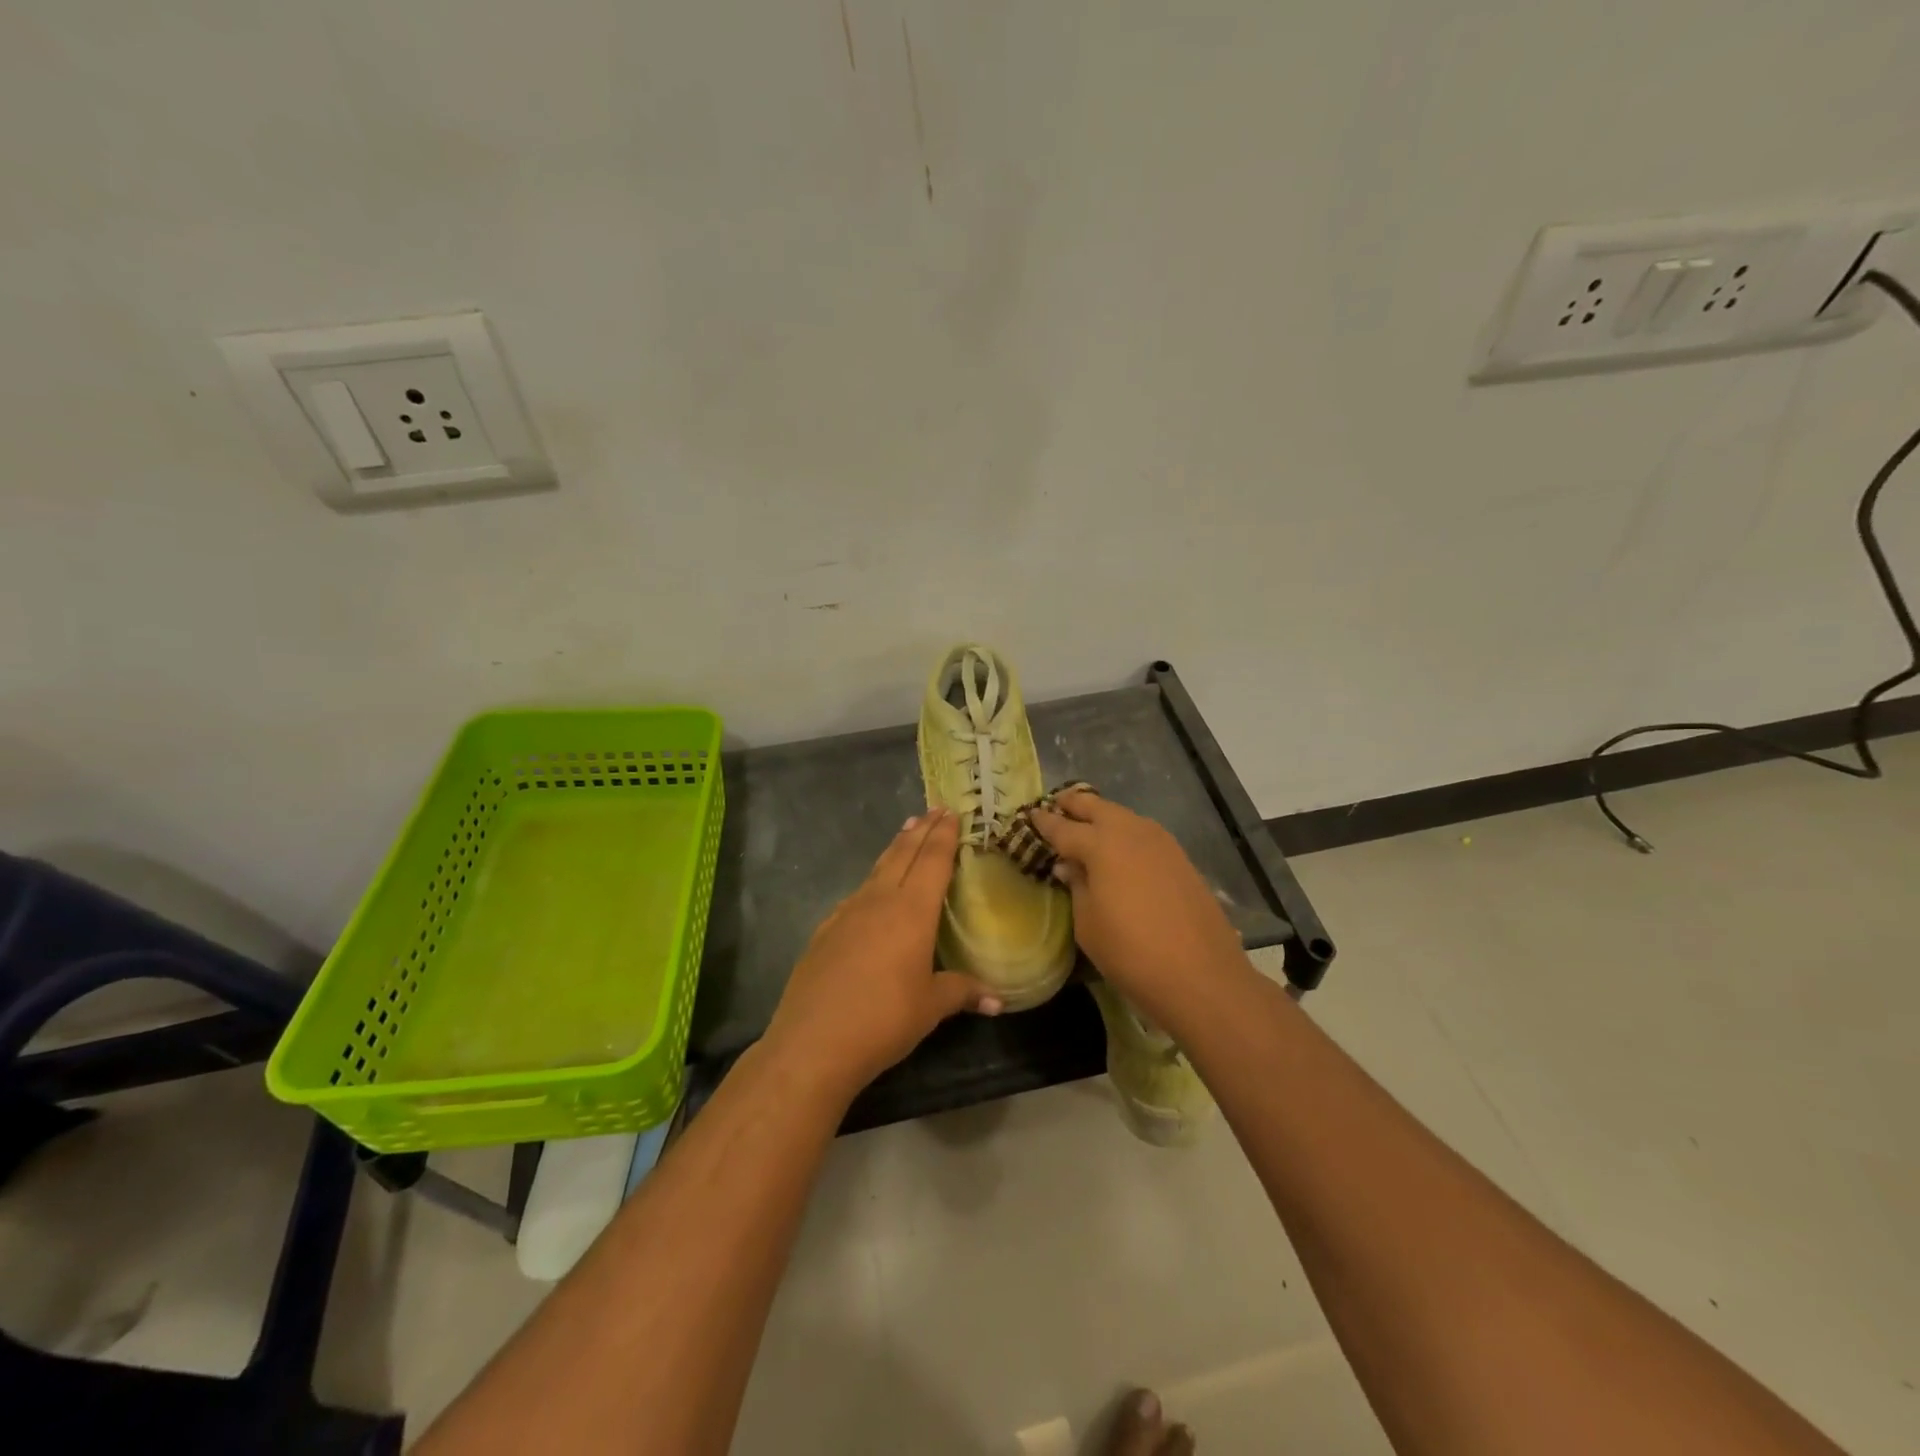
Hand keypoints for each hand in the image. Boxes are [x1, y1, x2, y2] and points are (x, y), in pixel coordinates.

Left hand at [764, 808, 998, 1103]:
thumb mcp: (930, 1007)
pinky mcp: (825, 931)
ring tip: (905, 834)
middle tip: (933, 811)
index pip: (932, 862)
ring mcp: (847, 913)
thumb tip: (999, 1000)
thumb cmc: (883, 1020)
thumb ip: (963, 992)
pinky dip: (872, 881)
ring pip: (877, 870)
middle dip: (920, 832)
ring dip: (895, 850)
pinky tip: (871, 892)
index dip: (943, 836)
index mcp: (911, 911)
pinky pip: (856, 895)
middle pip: (902, 855)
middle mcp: (879, 901)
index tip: (951, 813)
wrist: (812, 1042)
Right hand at [1030, 789, 1250, 1030]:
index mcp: (1101, 844)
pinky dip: (1125, 832)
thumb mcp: (1088, 923)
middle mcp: (1131, 832)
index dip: (1045, 822)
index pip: (1064, 828)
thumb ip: (1077, 886)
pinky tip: (1119, 848)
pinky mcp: (1180, 858)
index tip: (1031, 814)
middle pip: (1096, 807)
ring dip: (1102, 815)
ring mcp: (1161, 842)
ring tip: (1086, 824)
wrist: (1201, 975)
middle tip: (1057, 804)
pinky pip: (1143, 833)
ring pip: (1123, 816)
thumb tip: (1069, 865)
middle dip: (1074, 804)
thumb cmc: (1131, 952)